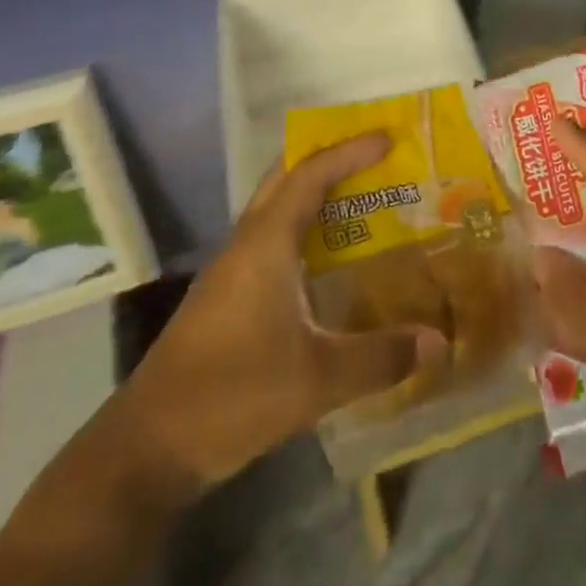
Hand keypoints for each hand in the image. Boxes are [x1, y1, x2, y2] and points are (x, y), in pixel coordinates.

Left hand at [119, 133, 447, 490]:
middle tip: (372, 157)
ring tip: (359, 197)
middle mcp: (246, 244)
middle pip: (285, 178)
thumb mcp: (317, 380)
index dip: (348, 152)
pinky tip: (326, 259)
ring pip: (274, 207)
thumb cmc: (232, 395)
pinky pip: (270, 238)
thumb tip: (438, 341)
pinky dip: (301, 227)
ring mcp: (231, 269)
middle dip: (327, 158)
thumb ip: (381, 357)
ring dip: (312, 192)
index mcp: (265, 244)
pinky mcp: (225, 296)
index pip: (309, 175)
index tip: (387, 138)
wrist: (148, 447)